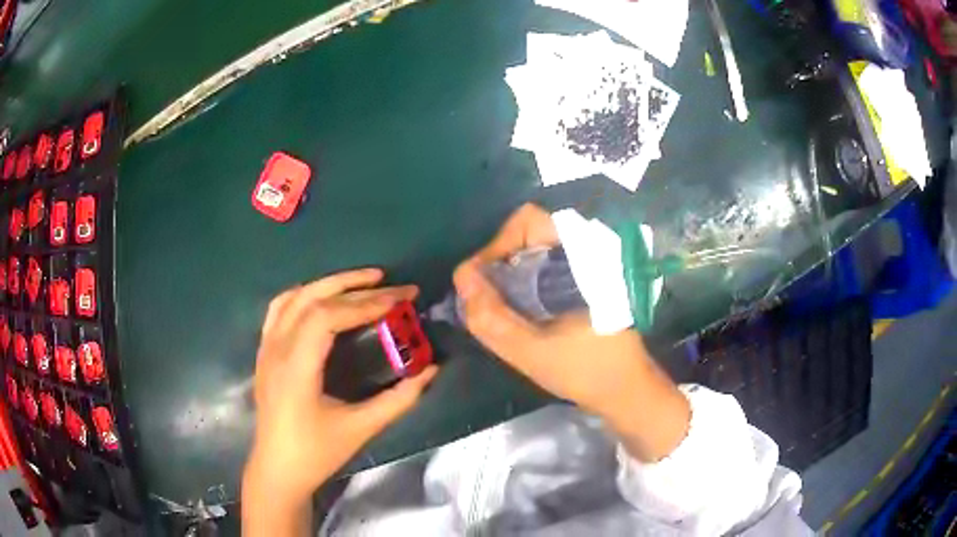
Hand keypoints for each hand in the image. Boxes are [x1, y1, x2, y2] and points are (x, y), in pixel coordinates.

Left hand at [242, 269, 437, 535]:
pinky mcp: (264, 352)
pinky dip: (305, 295)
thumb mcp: (361, 429)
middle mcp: (277, 349)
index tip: (399, 299)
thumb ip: (398, 399)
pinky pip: (280, 309)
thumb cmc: (316, 453)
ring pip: (294, 298)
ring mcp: (266, 348)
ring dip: (329, 284)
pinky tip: (323, 297)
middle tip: (391, 283)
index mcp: (296, 368)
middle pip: (312, 300)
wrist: (278, 469)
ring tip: (363, 281)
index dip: (364, 303)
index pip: (327, 317)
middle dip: (354, 286)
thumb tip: (430, 371)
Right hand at [454, 204, 688, 461]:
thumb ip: (491, 318)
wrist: (626, 389)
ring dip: (509, 274)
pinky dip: (522, 283)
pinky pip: (543, 267)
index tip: (481, 283)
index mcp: (580, 257)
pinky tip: (516, 312)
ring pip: (533, 251)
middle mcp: (583, 251)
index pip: (527, 222)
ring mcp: (585, 265)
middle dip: (499, 262)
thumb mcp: (531, 353)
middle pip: (527, 234)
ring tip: (496, 307)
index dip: (496, 245)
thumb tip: (462, 278)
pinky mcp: (583, 281)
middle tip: (485, 297)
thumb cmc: (586, 370)